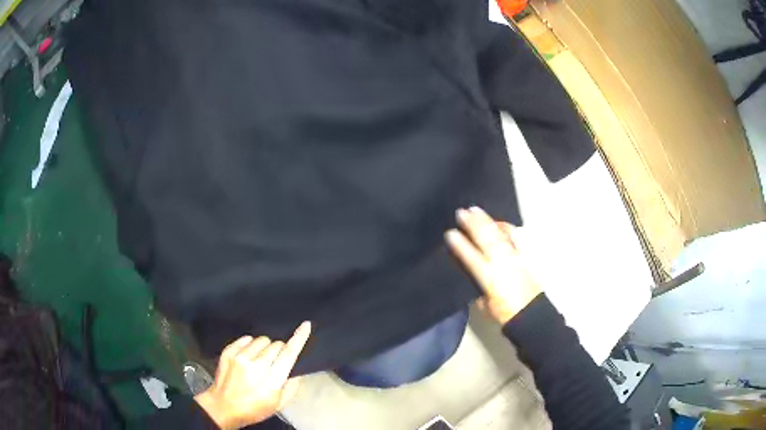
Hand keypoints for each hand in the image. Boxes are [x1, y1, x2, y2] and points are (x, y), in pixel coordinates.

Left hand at [195, 322, 310, 428]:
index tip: (306, 326)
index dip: (299, 338)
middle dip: (279, 351)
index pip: (289, 353)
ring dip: (265, 348)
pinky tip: (248, 357)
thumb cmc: (254, 409)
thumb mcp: (278, 404)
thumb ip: (291, 386)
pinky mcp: (229, 352)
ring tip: (259, 361)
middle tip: (273, 365)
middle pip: (276, 345)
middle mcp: (256, 364)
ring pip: (262, 340)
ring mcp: (240, 357)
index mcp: (272, 379)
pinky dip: (250, 345)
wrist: (224, 407)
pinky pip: (245, 339)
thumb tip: (298, 370)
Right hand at [445, 206, 541, 324]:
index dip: (460, 245)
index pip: (471, 257)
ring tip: (475, 210)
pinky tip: (499, 222)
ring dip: (486, 221)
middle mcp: (501, 263)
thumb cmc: (506, 314)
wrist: (532, 313)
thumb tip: (472, 279)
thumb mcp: (485, 306)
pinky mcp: (524, 256)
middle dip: (472, 224)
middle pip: (485, 239)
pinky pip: (514, 237)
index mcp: (489, 277)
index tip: (450, 233)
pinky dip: (506, 228)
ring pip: (498, 234)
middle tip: (461, 212)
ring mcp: (514, 257)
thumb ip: (477, 290)